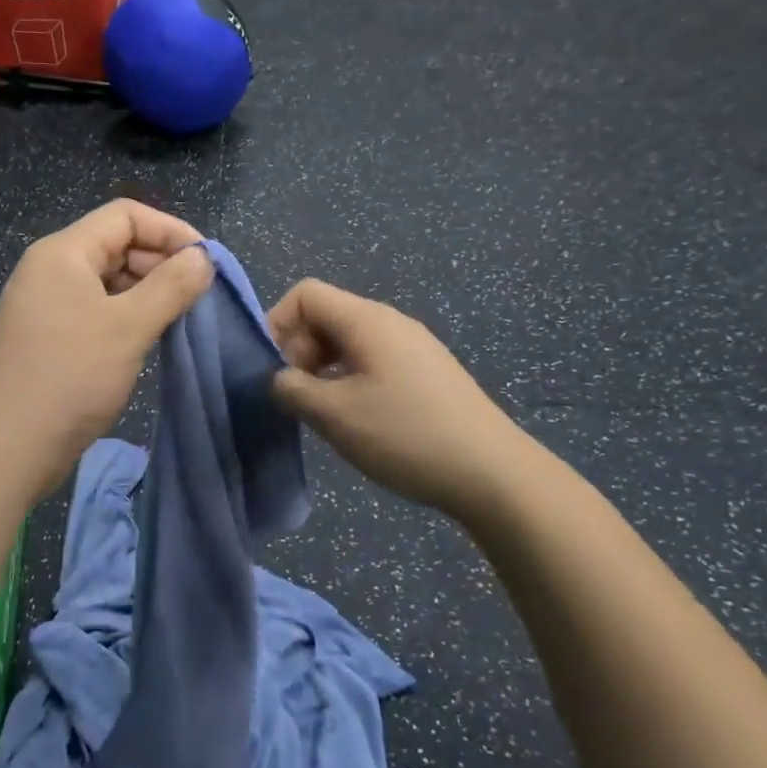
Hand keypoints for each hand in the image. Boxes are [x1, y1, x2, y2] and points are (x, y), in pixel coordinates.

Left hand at [0, 200, 213, 497]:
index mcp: (63, 252)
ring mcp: (45, 304)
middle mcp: (50, 269)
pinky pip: (95, 309)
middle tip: (197, 296)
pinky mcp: (48, 336)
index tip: (206, 264)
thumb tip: (203, 258)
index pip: (125, 215)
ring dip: (146, 292)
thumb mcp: (128, 327)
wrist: (7, 450)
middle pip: (116, 244)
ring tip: (178, 319)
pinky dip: (126, 315)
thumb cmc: (69, 378)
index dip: (171, 230)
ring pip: (108, 279)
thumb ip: (171, 286)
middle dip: (161, 263)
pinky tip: (148, 338)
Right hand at [268, 278, 518, 518]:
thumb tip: (278, 378)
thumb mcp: (335, 414)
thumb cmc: (406, 435)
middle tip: (298, 398)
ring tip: (324, 413)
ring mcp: (413, 347)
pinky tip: (358, 419)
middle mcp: (390, 322)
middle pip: (326, 317)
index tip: (274, 371)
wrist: (492, 473)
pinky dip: (350, 380)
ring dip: (324, 370)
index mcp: (367, 320)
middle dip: (299, 351)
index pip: (306, 294)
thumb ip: (292, 389)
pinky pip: (373, 361)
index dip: (278, 324)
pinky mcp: (427, 373)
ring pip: (349, 342)